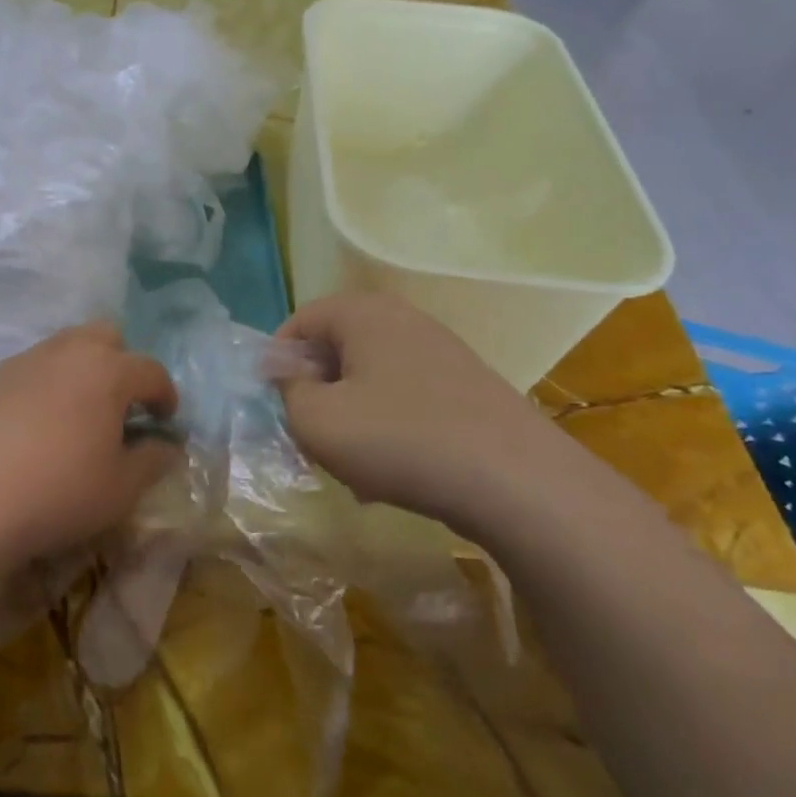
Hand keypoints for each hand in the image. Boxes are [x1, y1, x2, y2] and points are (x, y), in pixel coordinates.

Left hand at [0, 324, 182, 563]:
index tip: (165, 420)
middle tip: (120, 404)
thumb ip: (153, 459)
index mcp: (108, 371)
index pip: (151, 371)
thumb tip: (167, 445)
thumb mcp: (122, 488)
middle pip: (105, 336)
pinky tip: (34, 423)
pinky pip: (29, 368)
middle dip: (121, 362)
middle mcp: (68, 352)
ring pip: (64, 347)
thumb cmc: (59, 492)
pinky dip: (43, 385)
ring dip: (80, 370)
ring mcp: (24, 360)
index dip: (165, 395)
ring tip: (77, 412)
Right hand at [274, 293, 572, 534]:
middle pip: (335, 348)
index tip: (277, 407)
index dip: (277, 362)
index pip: (299, 322)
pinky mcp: (467, 385)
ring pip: (369, 376)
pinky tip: (393, 471)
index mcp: (362, 313)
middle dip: (316, 392)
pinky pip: (405, 396)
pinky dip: (387, 425)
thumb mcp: (317, 421)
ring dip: (350, 414)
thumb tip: (285, 371)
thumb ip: (287, 390)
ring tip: (353, 465)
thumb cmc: (399, 441)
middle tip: (312, 437)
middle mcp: (402, 319)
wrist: (518, 483)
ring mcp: (440, 350)